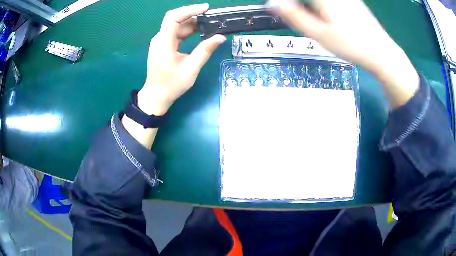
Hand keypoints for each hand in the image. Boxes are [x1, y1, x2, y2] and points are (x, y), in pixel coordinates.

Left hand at [138, 4, 225, 114]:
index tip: (206, 8)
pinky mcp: (163, 45)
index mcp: (164, 42)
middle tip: (211, 16)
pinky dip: (188, 30)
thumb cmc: (172, 85)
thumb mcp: (191, 69)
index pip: (173, 18)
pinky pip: (176, 33)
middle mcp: (160, 38)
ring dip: (192, 23)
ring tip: (210, 24)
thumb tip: (221, 37)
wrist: (156, 96)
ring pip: (176, 26)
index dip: (189, 10)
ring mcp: (160, 42)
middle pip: (175, 19)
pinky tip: (199, 32)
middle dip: (193, 15)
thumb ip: (205, 51)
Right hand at [268, 0, 418, 107]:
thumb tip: (272, 3)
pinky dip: (320, 7)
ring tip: (314, 22)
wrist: (381, 52)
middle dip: (299, 7)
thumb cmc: (351, 45)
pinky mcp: (350, 0)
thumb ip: (294, 16)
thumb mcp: (319, 34)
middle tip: (296, 16)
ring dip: (309, 8)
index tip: (280, 9)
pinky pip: (329, 2)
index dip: (286, 3)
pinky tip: (327, 19)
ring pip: (318, 1)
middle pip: (308, 0)